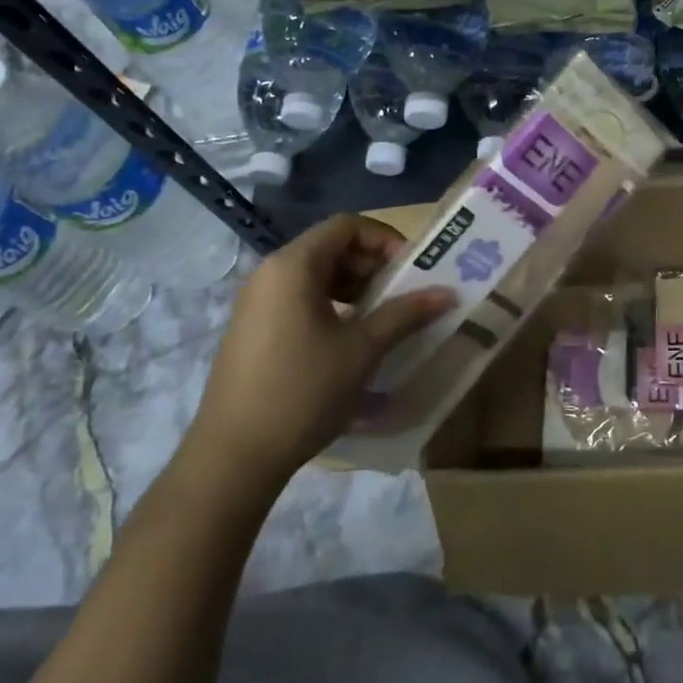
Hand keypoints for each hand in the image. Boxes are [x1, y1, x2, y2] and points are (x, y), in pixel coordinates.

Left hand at [180, 215, 453, 505]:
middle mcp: (270, 274)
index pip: (347, 226)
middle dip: (372, 265)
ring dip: (355, 287)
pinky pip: (299, 299)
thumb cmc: (303, 390)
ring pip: (315, 275)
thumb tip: (447, 293)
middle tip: (402, 296)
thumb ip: (406, 314)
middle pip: (331, 247)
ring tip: (381, 319)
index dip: (385, 240)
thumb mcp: (363, 349)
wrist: (234, 456)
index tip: (411, 271)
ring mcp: (257, 302)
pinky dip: (331, 306)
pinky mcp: (253, 329)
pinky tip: (349, 340)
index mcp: (293, 266)